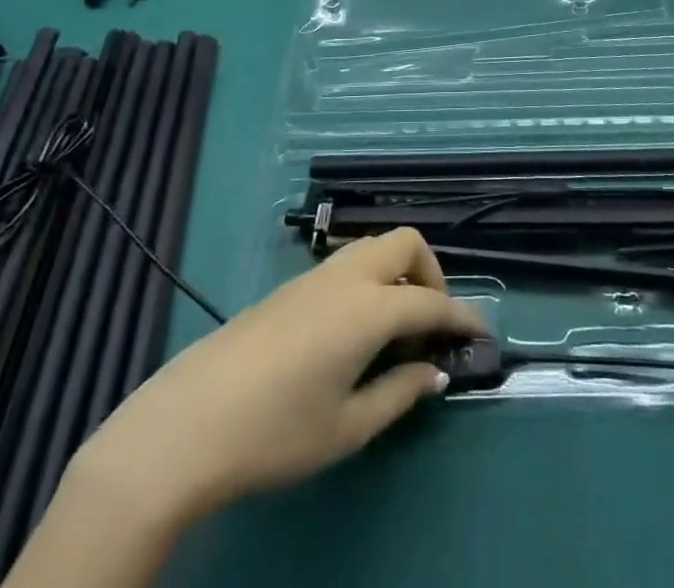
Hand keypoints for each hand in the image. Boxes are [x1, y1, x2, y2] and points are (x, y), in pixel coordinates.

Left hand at [74, 229, 485, 525]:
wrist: (191, 420)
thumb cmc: (277, 431)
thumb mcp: (348, 427)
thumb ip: (399, 393)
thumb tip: (434, 372)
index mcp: (370, 307)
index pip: (432, 302)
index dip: (462, 317)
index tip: (482, 334)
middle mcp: (348, 275)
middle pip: (406, 243)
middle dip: (431, 273)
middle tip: (431, 323)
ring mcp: (316, 274)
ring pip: (374, 245)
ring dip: (399, 271)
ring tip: (397, 326)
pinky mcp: (292, 285)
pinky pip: (349, 262)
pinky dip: (371, 278)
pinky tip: (357, 328)